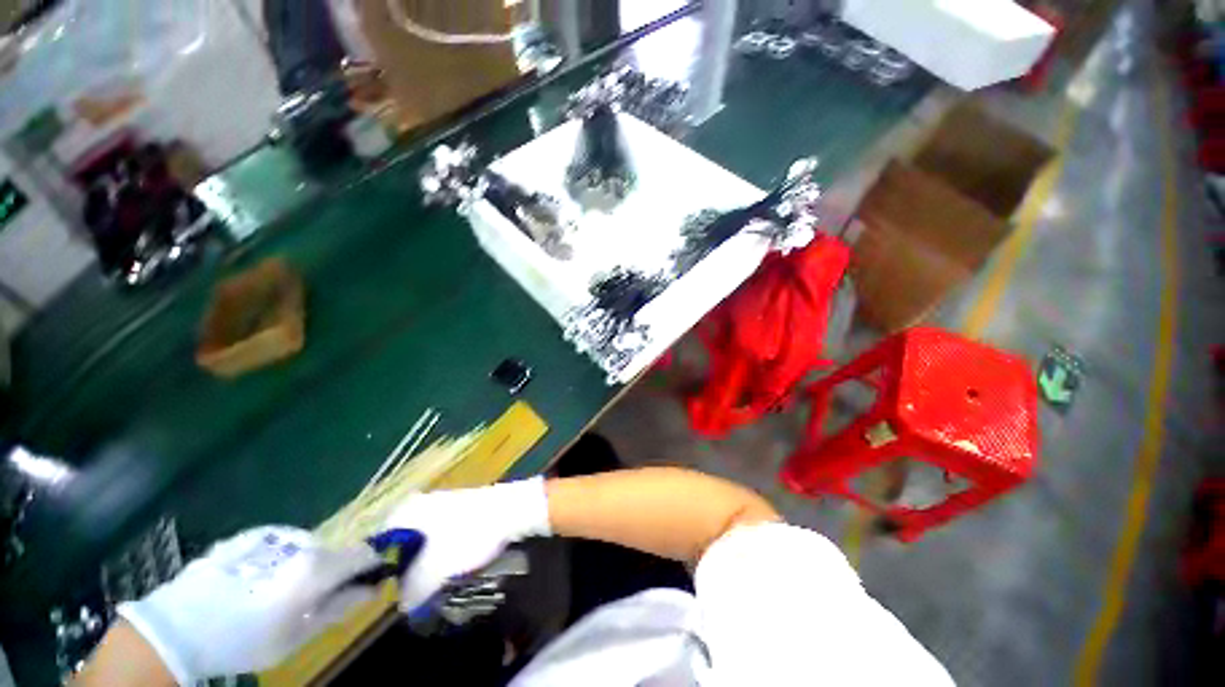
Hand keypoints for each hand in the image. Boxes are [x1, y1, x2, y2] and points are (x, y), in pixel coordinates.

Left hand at [118, 526, 380, 683]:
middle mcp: (301, 542)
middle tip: (311, 600)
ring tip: (276, 594)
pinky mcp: (246, 536)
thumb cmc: (243, 641)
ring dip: (303, 565)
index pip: (363, 553)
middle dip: (331, 570)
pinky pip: (277, 544)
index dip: (369, 565)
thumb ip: (338, 608)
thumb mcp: (295, 636)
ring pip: (305, 546)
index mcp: (316, 565)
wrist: (176, 628)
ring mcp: (271, 536)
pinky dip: (278, 559)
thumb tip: (370, 590)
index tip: (367, 581)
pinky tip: (254, 581)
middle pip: (332, 551)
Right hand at [382, 477, 550, 612]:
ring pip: (421, 545)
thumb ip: (410, 592)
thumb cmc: (468, 536)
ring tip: (436, 586)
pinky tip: (454, 568)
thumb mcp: (433, 572)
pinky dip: (442, 556)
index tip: (388, 596)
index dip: (378, 577)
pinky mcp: (459, 509)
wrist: (512, 510)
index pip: (374, 549)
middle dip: (405, 574)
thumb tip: (404, 603)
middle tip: (415, 595)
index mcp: (403, 513)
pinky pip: (440, 539)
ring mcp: (439, 505)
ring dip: (426, 567)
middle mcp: (416, 505)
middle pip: (398, 548)